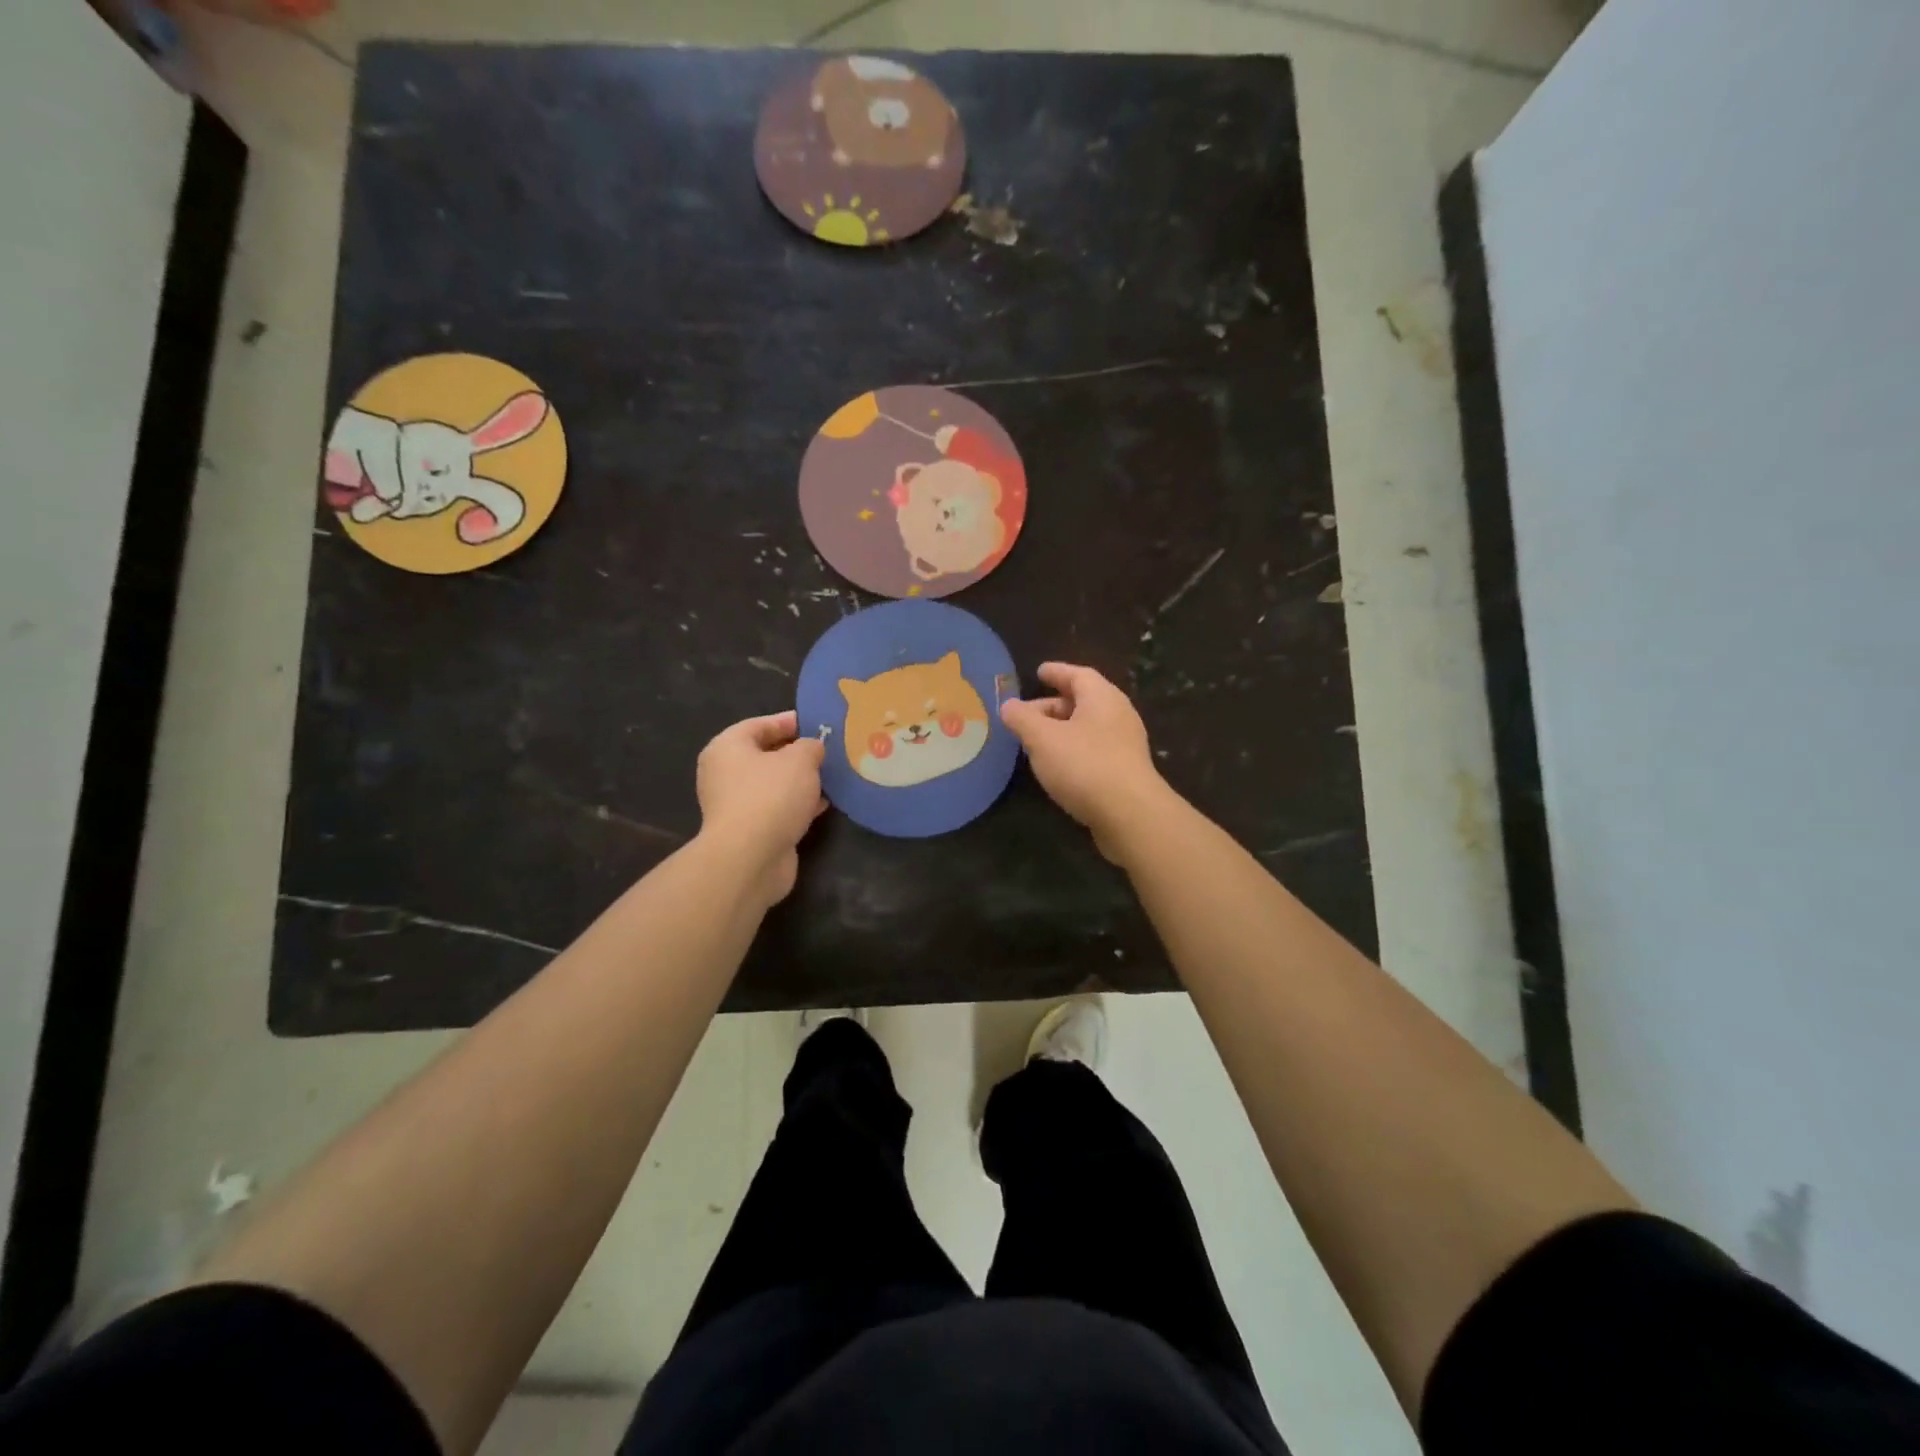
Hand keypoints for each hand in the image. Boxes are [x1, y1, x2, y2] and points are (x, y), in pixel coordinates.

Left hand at [696, 710, 826, 906]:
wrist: (751, 858)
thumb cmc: (771, 796)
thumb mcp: (800, 760)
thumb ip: (810, 747)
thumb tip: (812, 749)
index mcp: (727, 747)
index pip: (759, 724)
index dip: (788, 721)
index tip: (817, 724)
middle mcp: (725, 774)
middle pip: (766, 755)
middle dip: (797, 753)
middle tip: (827, 751)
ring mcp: (736, 805)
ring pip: (773, 784)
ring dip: (800, 781)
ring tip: (831, 777)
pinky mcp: (750, 831)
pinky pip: (778, 808)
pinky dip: (798, 805)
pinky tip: (823, 805)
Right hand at [1000, 663, 1172, 863]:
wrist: (1130, 815)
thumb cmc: (1084, 765)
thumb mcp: (1043, 738)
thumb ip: (1022, 719)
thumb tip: (1008, 705)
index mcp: (1102, 697)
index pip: (1078, 675)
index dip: (1056, 672)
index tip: (1038, 671)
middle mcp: (1118, 715)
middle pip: (1083, 701)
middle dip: (1052, 706)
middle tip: (1025, 715)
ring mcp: (1125, 744)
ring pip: (1088, 728)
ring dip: (1061, 731)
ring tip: (1035, 741)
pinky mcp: (1125, 772)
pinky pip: (1094, 750)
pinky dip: (1072, 750)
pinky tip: (1056, 766)